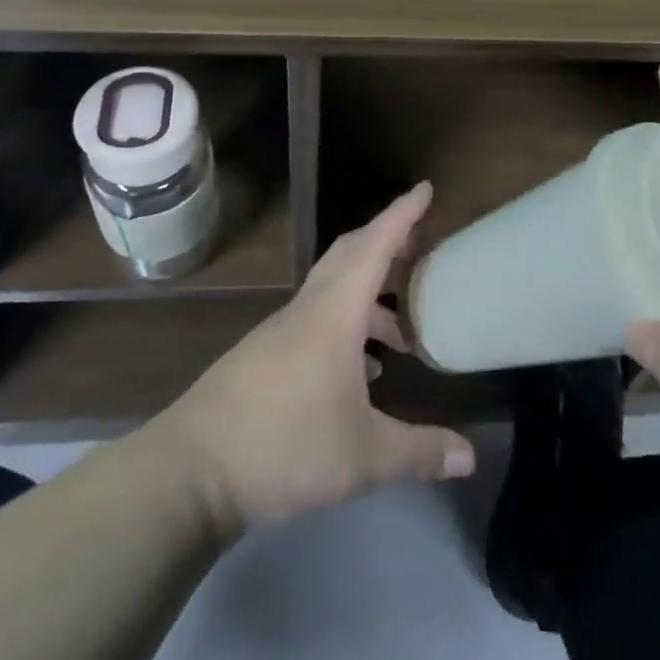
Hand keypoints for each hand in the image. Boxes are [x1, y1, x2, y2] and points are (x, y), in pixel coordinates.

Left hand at [160, 182, 475, 528]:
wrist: (189, 470)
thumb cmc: (284, 446)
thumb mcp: (363, 457)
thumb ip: (419, 452)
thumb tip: (470, 458)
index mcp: (334, 314)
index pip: (374, 246)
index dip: (402, 215)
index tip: (426, 189)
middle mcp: (308, 310)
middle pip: (350, 255)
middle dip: (387, 243)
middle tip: (421, 246)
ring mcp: (281, 331)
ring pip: (333, 292)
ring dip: (369, 297)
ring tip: (402, 335)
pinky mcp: (264, 356)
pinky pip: (316, 321)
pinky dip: (346, 328)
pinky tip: (361, 372)